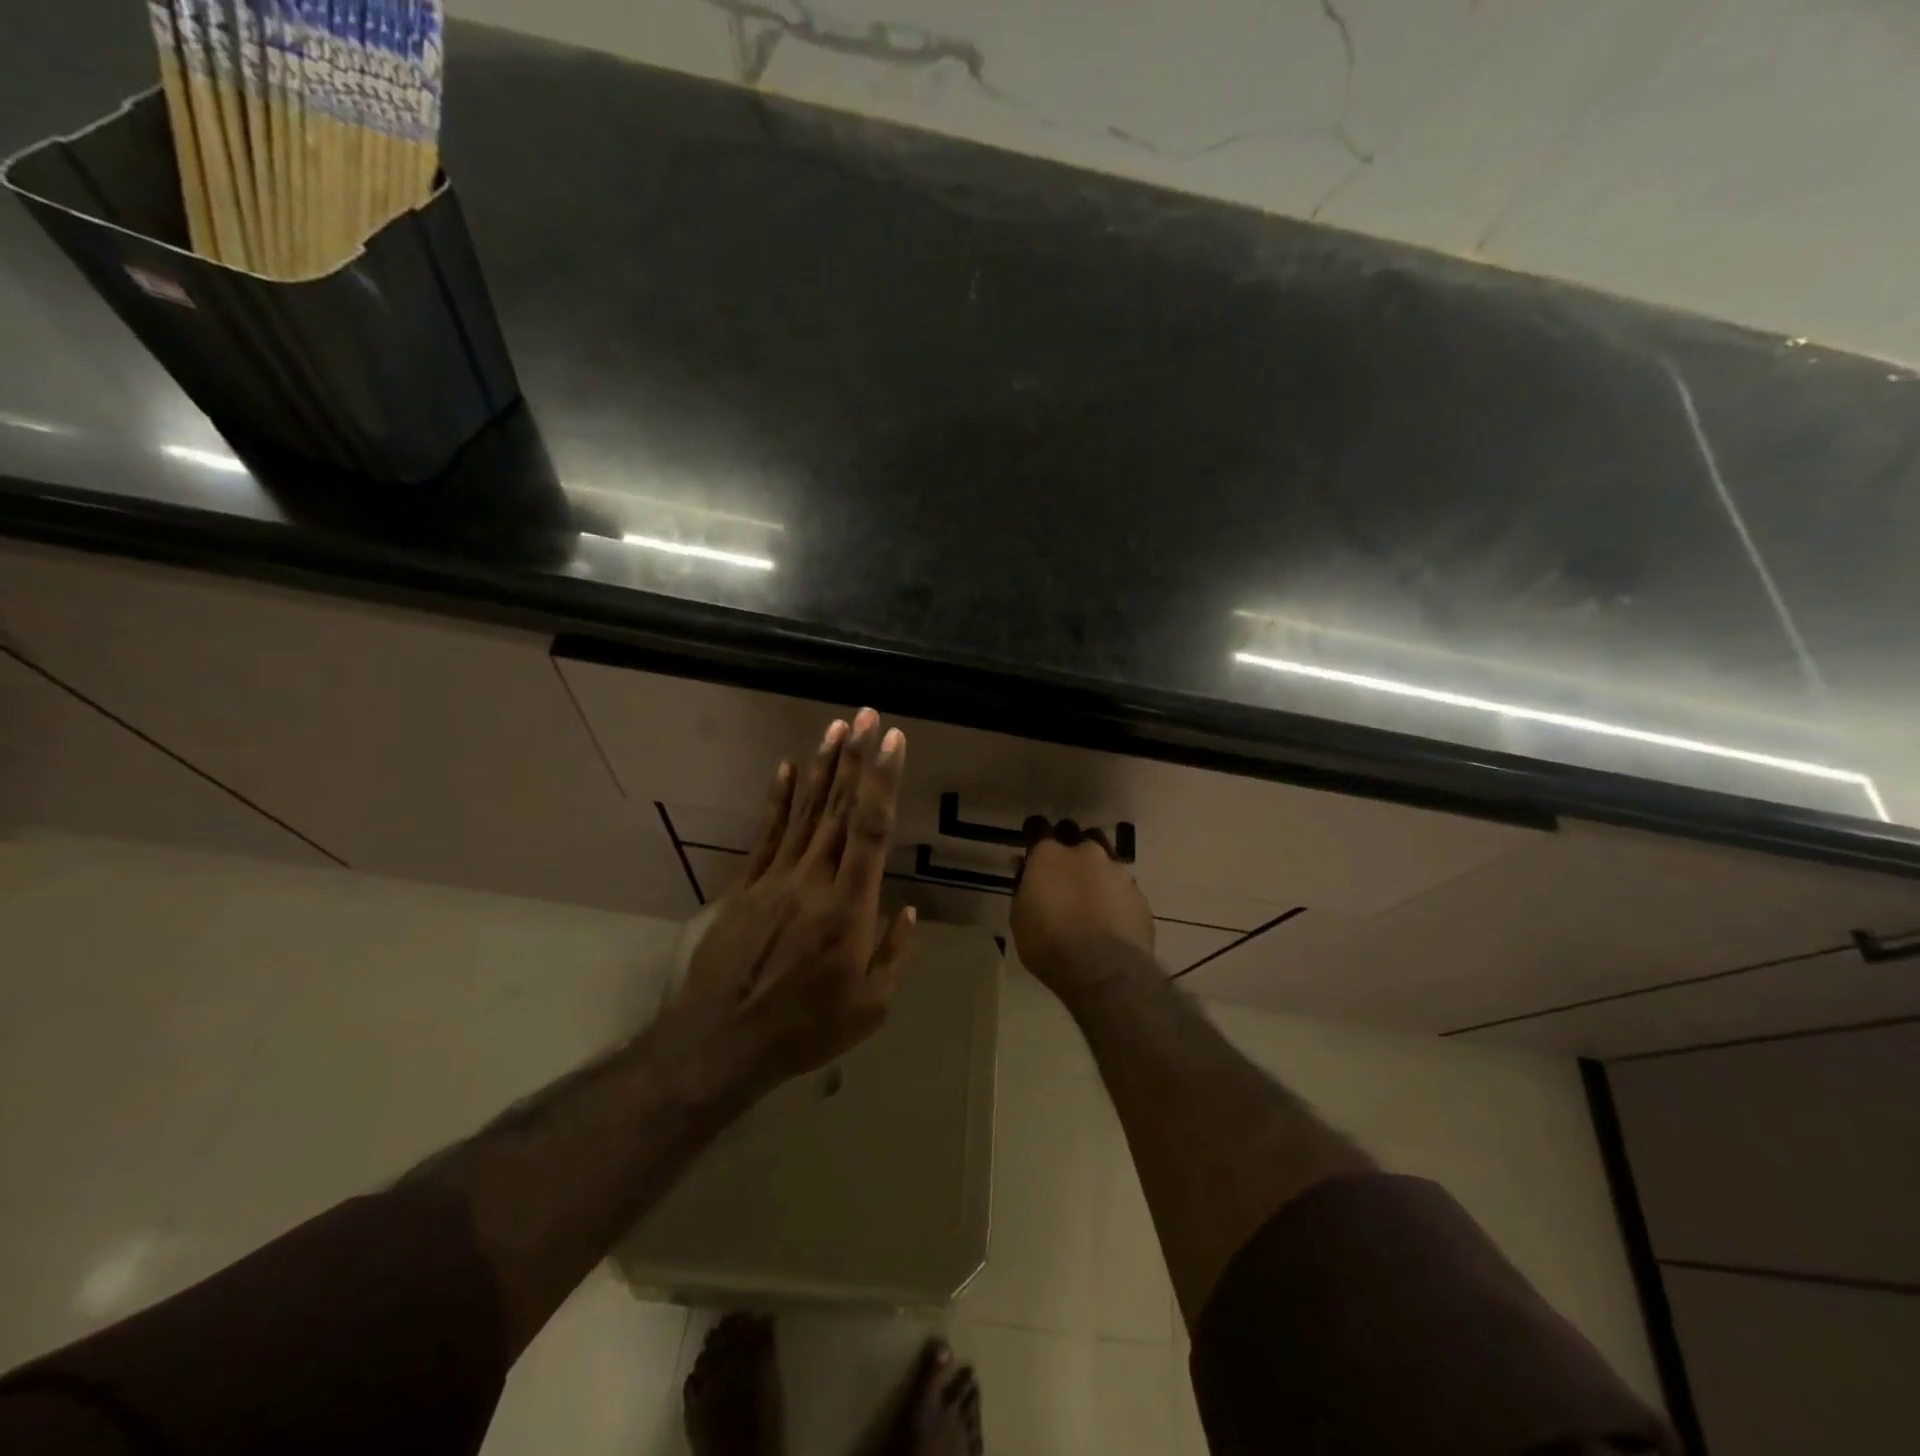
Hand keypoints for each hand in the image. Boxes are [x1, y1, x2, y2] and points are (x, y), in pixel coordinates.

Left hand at [662, 708, 916, 1103]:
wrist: (720, 1043)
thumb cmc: (805, 1028)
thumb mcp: (870, 1007)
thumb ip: (896, 954)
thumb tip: (907, 910)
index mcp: (849, 908)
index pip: (870, 829)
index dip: (882, 780)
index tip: (892, 741)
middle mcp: (813, 880)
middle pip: (837, 809)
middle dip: (855, 759)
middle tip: (865, 716)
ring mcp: (774, 879)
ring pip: (804, 812)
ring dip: (821, 768)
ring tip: (834, 728)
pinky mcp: (746, 887)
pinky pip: (766, 834)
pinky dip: (778, 799)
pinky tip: (787, 768)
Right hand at [1010, 822, 1155, 1003]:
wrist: (1105, 971)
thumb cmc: (1049, 944)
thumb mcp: (1020, 918)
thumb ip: (1023, 886)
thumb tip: (1024, 867)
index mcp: (1049, 854)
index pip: (1038, 827)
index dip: (1034, 833)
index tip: (1032, 841)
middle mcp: (1085, 853)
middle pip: (1076, 835)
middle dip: (1068, 845)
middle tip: (1062, 868)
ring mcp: (1117, 871)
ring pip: (1105, 856)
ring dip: (1095, 867)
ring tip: (1090, 890)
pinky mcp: (1139, 894)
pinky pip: (1122, 885)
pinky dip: (1114, 893)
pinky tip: (1110, 914)